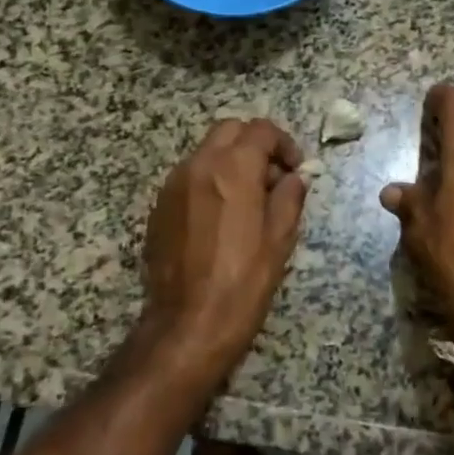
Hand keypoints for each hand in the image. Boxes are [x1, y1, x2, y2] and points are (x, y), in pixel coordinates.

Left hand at [141, 118, 308, 376]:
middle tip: (272, 176)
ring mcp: (173, 185)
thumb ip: (289, 197)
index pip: (261, 130)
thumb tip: (294, 178)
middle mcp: (199, 165)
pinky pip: (189, 176)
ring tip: (248, 198)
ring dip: (231, 161)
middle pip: (229, 130)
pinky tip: (221, 216)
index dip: (283, 143)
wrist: (187, 324)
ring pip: (207, 151)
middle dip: (254, 144)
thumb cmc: (243, 281)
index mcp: (233, 168)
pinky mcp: (159, 207)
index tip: (294, 169)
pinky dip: (210, 180)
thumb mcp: (280, 239)